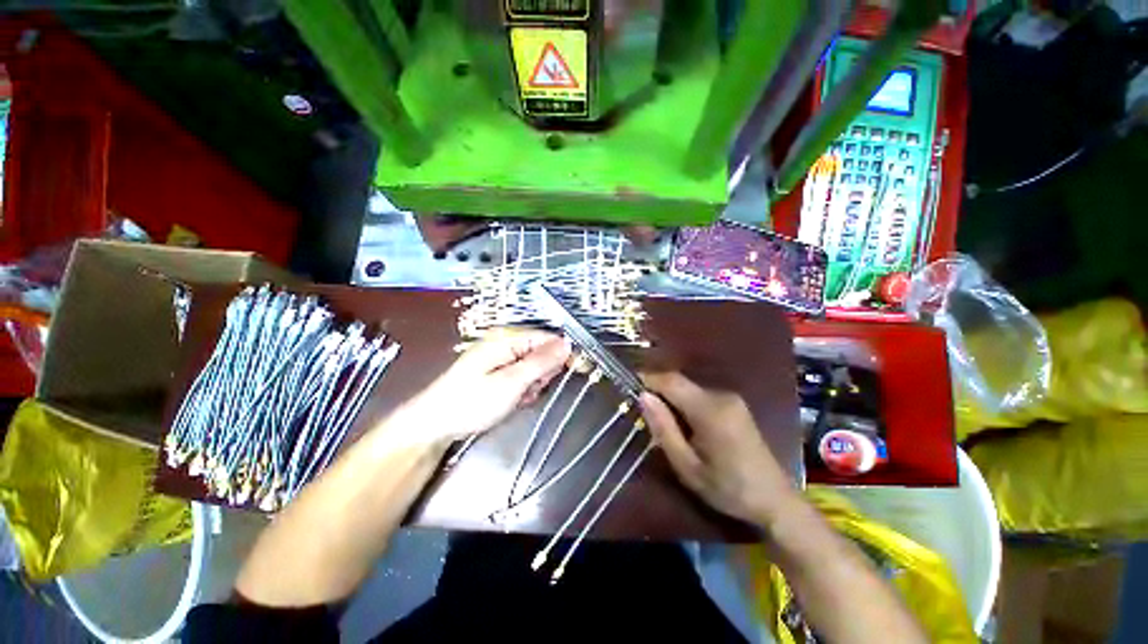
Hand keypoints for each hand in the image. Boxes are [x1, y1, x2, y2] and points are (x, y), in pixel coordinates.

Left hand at [392, 329, 570, 446]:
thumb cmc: (471, 402)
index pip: (548, 338)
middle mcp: (506, 344)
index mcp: (508, 339)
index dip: (565, 353)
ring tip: (517, 398)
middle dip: (542, 374)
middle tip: (529, 391)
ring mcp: (501, 358)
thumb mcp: (510, 382)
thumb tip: (567, 344)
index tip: (581, 370)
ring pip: (534, 369)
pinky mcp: (498, 372)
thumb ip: (541, 362)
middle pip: (542, 353)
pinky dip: (522, 391)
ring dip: (532, 385)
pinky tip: (512, 401)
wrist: (434, 424)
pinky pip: (522, 378)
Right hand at [639, 372, 796, 526]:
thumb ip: (664, 429)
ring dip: (670, 397)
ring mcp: (730, 398)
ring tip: (658, 418)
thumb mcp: (688, 466)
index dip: (647, 378)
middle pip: (679, 382)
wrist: (775, 500)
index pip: (670, 381)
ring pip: (689, 387)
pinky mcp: (735, 404)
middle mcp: (721, 395)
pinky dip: (684, 401)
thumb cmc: (728, 489)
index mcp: (709, 410)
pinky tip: (682, 422)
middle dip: (657, 390)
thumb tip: (643, 396)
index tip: (628, 385)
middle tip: (640, 409)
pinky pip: (700, 394)